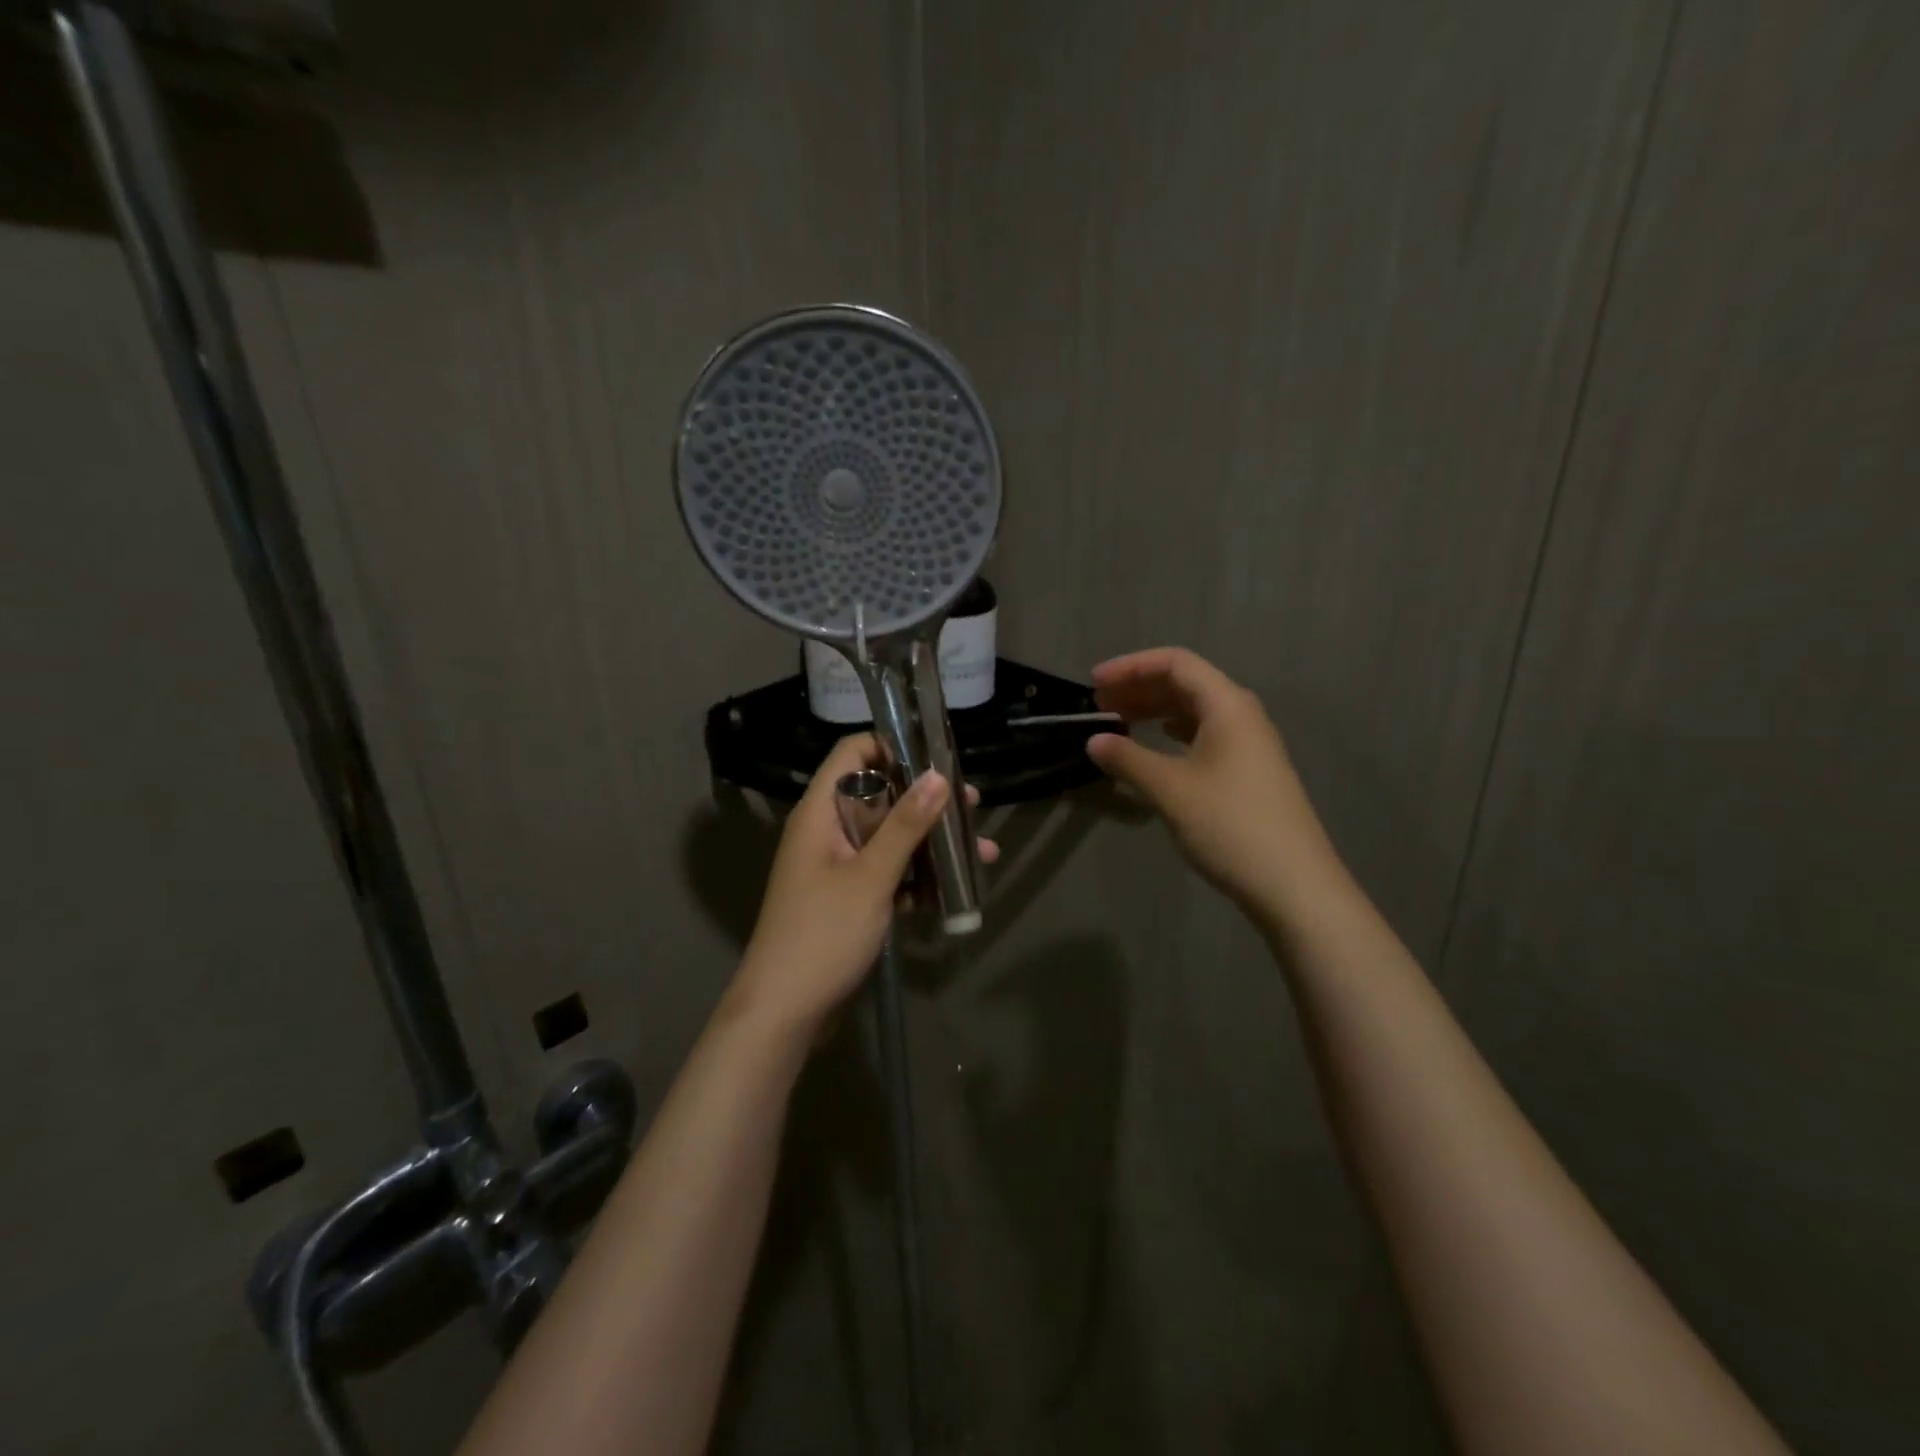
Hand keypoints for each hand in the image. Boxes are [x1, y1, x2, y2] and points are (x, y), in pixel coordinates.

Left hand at [729, 734, 998, 1030]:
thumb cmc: (823, 934)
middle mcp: (827, 830)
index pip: (852, 753)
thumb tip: (939, 775)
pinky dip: (917, 876)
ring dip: (931, 842)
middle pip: (879, 795)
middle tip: (972, 804)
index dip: (891, 745)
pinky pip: (887, 872)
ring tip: (982, 850)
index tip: (936, 756)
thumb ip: (906, 825)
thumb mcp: (871, 877)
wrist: (785, 1012)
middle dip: (927, 800)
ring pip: (889, 837)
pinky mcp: (848, 898)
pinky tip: (957, 888)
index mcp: (819, 812)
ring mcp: (837, 866)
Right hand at [1086, 647, 1337, 920]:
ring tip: (1118, 724)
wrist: (1292, 884)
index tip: (1093, 683)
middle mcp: (1241, 715)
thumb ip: (1128, 759)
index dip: (1131, 666)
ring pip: (1195, 710)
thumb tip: (1094, 741)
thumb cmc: (1229, 825)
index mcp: (1227, 705)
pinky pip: (1204, 734)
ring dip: (1154, 710)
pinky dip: (1172, 733)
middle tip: (1099, 705)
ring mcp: (1249, 744)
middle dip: (1139, 687)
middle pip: (1186, 683)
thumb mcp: (1170, 789)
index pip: (1175, 663)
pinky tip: (1155, 745)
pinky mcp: (1248, 771)